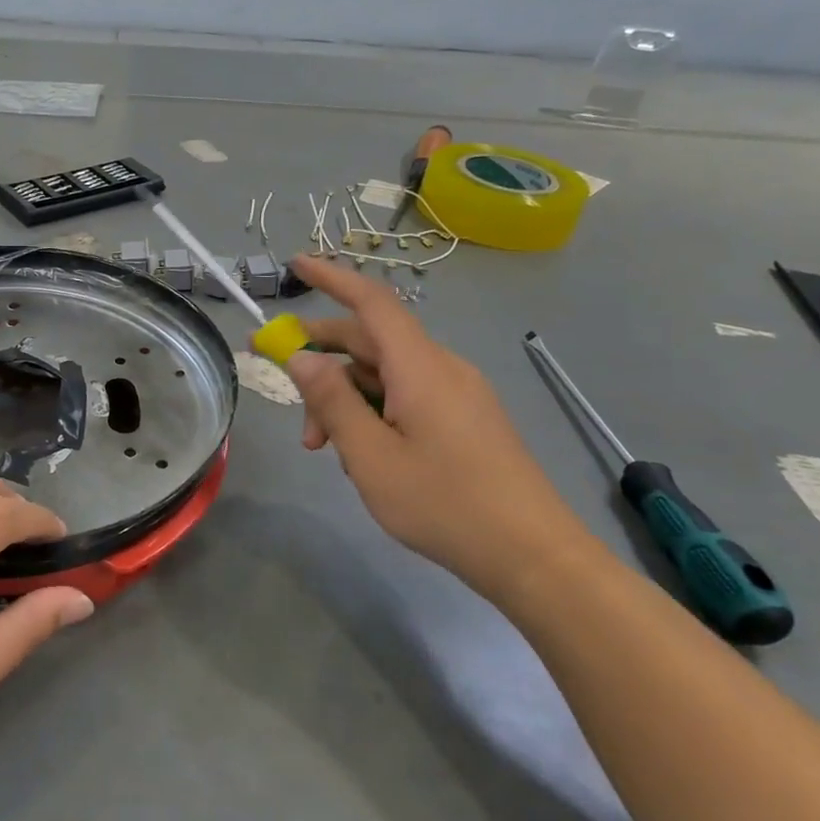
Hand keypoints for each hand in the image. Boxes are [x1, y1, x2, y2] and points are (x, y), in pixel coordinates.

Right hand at [281, 256, 603, 599]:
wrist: (533, 555)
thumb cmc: (445, 504)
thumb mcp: (371, 457)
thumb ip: (333, 402)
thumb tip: (303, 358)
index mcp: (420, 367)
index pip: (371, 303)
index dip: (331, 279)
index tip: (295, 265)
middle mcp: (442, 368)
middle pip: (371, 341)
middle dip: (323, 361)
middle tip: (286, 391)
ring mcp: (458, 393)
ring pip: (387, 373)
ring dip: (346, 396)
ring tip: (323, 447)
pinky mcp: (466, 417)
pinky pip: (408, 394)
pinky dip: (374, 409)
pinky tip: (362, 452)